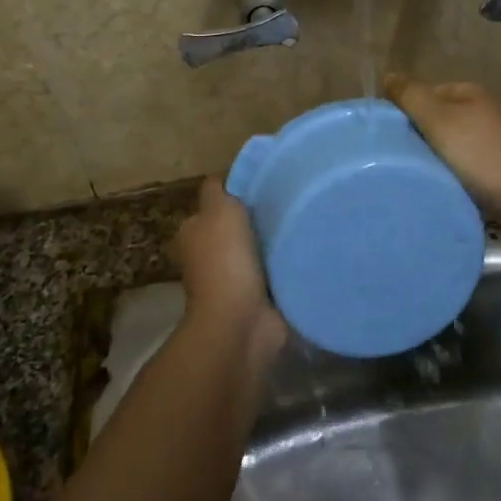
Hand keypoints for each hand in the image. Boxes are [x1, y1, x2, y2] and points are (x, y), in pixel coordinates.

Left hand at [173, 177, 286, 363]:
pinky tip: (307, 252)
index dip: (237, 193)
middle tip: (291, 202)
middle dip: (260, 218)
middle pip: (238, 227)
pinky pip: (275, 273)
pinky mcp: (257, 298)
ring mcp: (233, 279)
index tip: (267, 183)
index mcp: (194, 233)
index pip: (215, 203)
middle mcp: (209, 255)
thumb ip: (220, 190)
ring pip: (258, 249)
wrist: (240, 322)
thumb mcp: (219, 210)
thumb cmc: (225, 260)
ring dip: (276, 243)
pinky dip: (286, 266)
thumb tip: (225, 178)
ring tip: (304, 225)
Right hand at [384, 74, 500, 223]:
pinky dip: (445, 173)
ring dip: (429, 157)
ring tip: (412, 174)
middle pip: (433, 119)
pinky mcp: (492, 168)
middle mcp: (479, 111)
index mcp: (467, 93)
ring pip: (444, 144)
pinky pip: (457, 165)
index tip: (385, 136)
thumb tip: (388, 75)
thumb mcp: (439, 119)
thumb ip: (411, 96)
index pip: (422, 94)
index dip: (402, 111)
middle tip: (394, 157)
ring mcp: (488, 141)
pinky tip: (435, 186)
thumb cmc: (480, 155)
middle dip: (415, 136)